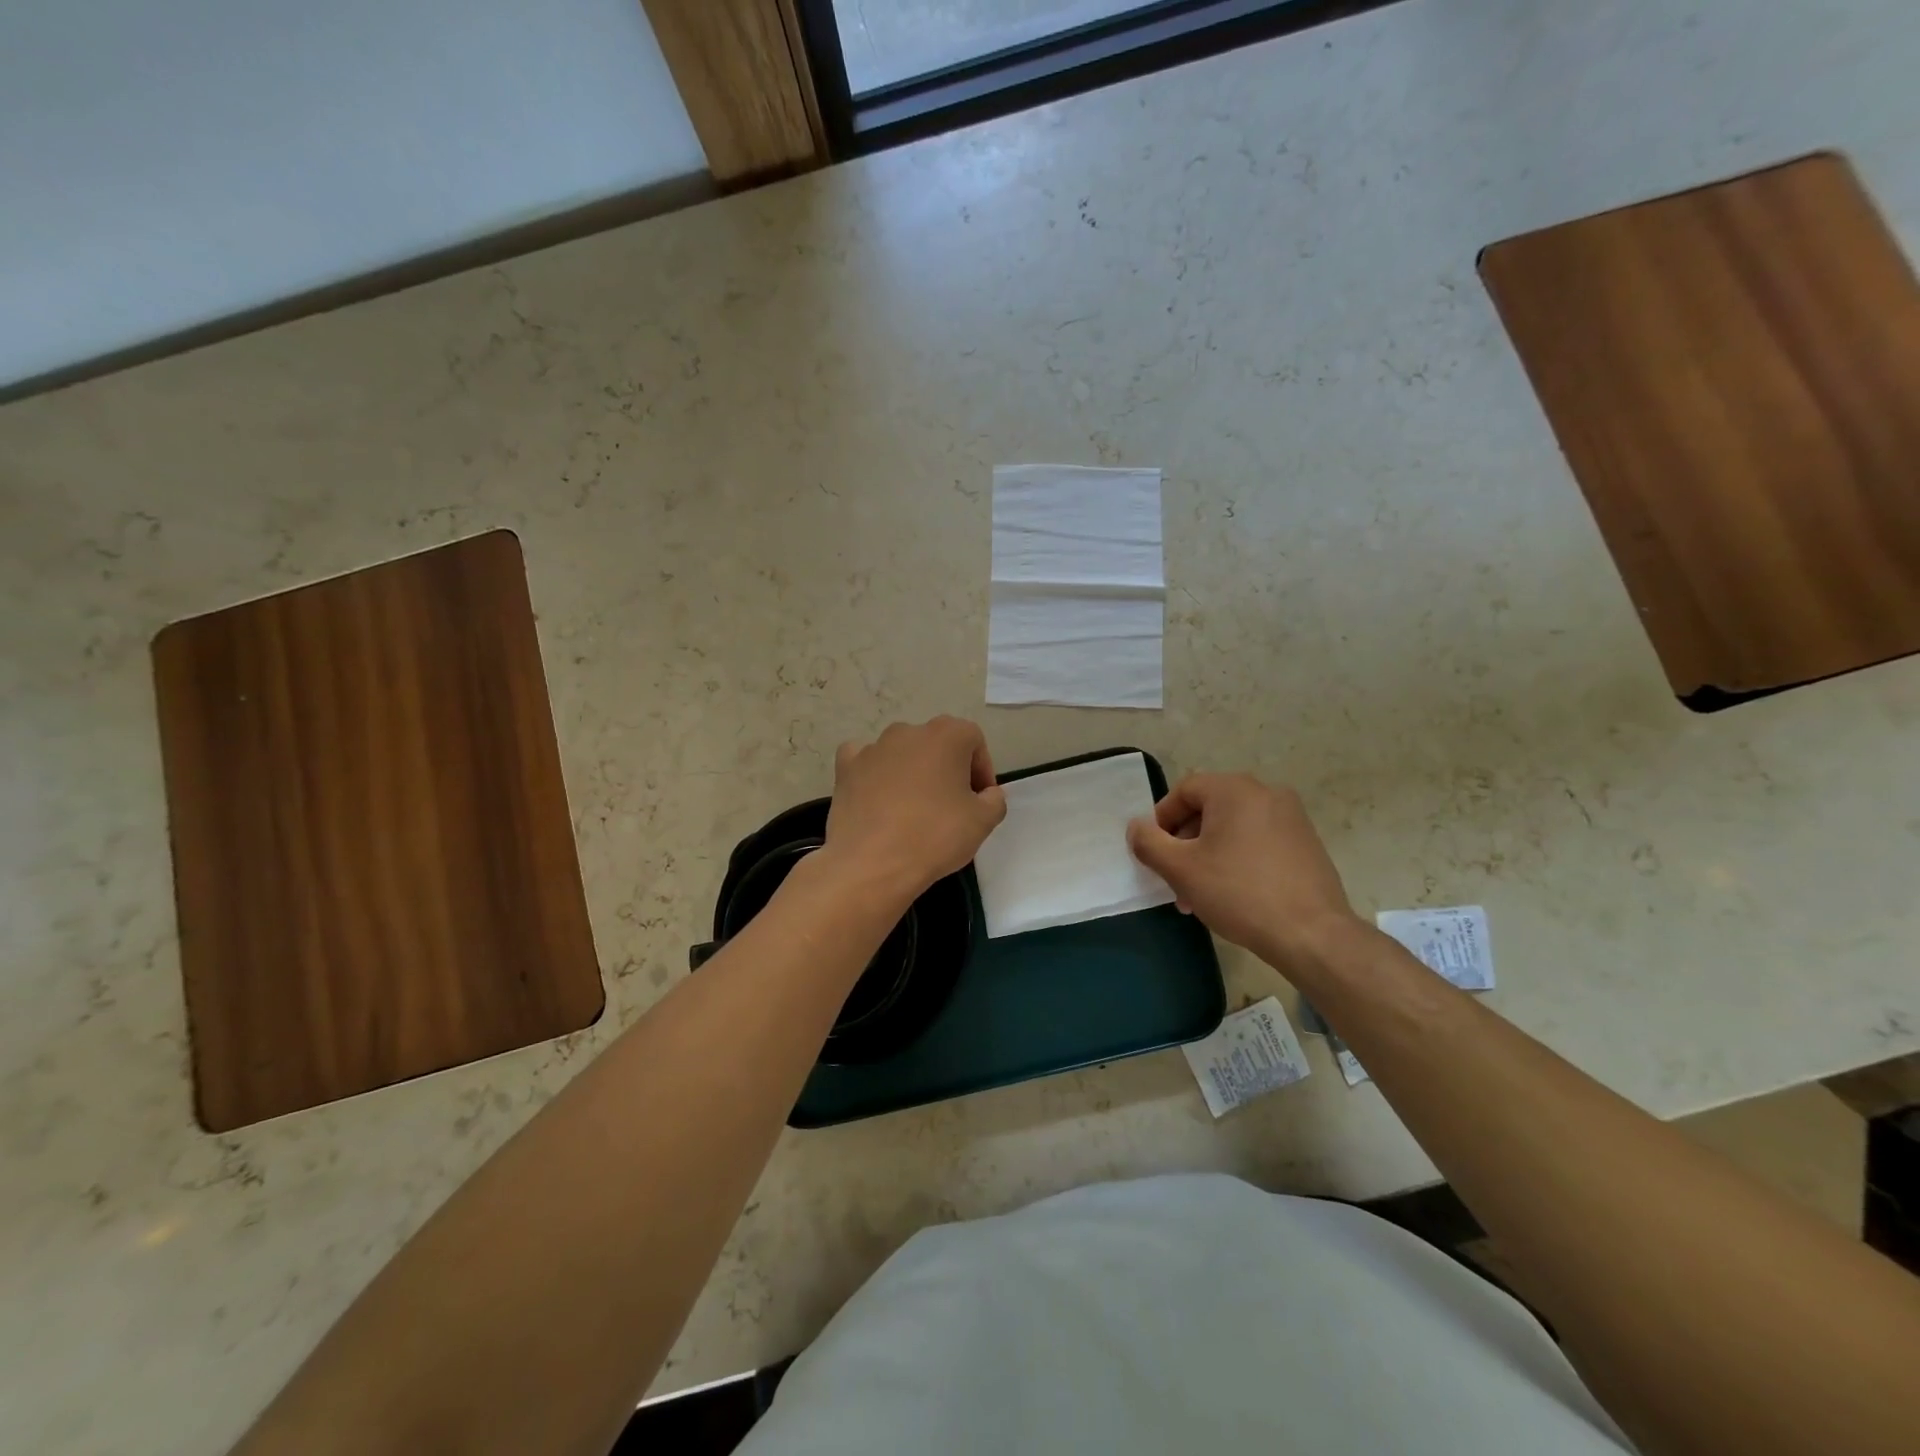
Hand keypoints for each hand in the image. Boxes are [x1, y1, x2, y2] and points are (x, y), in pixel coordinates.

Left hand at [824, 717, 1007, 902]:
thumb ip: (994, 800)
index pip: (973, 740)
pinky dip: (874, 774)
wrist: (872, 863)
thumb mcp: (983, 822)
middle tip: (952, 805)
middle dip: (947, 769)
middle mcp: (908, 731)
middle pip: (936, 744)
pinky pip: (865, 762)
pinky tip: (878, 797)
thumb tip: (987, 794)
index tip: (979, 800)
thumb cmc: (935, 836)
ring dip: (912, 772)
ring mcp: (873, 748)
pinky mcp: (846, 768)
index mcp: (946, 735)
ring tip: (914, 808)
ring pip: (902, 753)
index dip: (981, 770)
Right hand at [1127, 773, 1364, 971]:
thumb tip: (1136, 827)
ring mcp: (1292, 818)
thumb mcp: (1181, 869)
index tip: (1153, 851)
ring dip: (1209, 854)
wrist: (1311, 934)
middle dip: (1185, 842)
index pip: (1185, 790)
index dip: (1161, 818)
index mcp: (1235, 789)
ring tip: (1199, 895)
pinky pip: (1259, 841)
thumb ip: (1149, 842)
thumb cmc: (1238, 892)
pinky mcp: (1307, 843)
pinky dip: (1238, 859)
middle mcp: (1266, 793)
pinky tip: (1232, 894)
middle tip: (1174, 878)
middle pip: (1210, 809)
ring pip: (1234, 828)